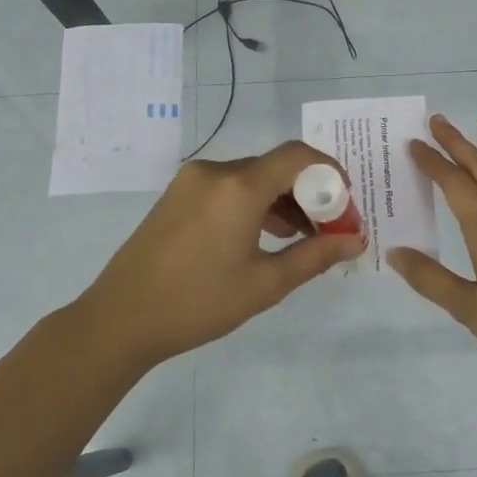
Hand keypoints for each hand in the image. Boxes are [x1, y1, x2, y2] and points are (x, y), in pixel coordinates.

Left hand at [76, 141, 364, 368]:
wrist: (120, 319)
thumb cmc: (199, 302)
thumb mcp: (265, 283)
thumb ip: (315, 256)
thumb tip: (355, 241)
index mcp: (238, 186)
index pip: (297, 156)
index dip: (329, 172)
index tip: (346, 203)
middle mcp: (214, 172)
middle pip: (275, 167)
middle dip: (308, 193)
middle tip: (329, 229)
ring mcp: (190, 182)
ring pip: (251, 178)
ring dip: (281, 200)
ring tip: (300, 238)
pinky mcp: (176, 196)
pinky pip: (227, 188)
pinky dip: (253, 204)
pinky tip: (263, 237)